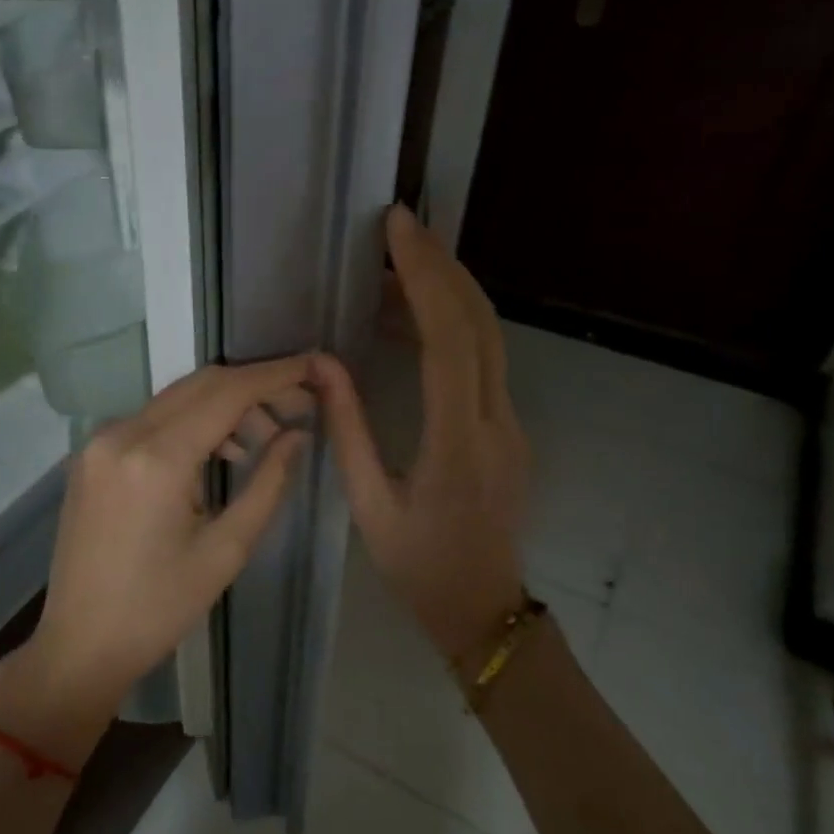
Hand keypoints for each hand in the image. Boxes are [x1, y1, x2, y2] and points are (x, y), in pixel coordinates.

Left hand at [0, 356, 314, 766]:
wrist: (81, 643)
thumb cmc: (159, 608)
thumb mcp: (226, 550)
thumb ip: (268, 483)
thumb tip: (298, 435)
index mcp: (156, 459)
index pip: (226, 393)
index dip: (274, 375)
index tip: (313, 365)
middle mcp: (121, 434)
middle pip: (199, 385)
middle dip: (252, 388)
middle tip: (296, 407)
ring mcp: (98, 442)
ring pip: (175, 399)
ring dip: (221, 406)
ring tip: (261, 441)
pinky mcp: (91, 456)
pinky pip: (150, 420)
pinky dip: (189, 423)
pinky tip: (216, 453)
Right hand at [312, 206, 529, 653]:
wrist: (483, 607)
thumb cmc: (419, 565)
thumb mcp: (369, 504)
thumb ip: (347, 430)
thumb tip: (322, 364)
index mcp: (457, 441)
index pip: (448, 339)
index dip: (424, 277)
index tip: (399, 230)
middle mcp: (496, 421)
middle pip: (480, 322)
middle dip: (441, 265)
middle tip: (401, 226)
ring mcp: (511, 423)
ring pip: (489, 337)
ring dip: (447, 291)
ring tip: (395, 266)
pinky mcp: (508, 428)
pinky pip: (484, 361)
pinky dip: (451, 324)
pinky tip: (413, 320)